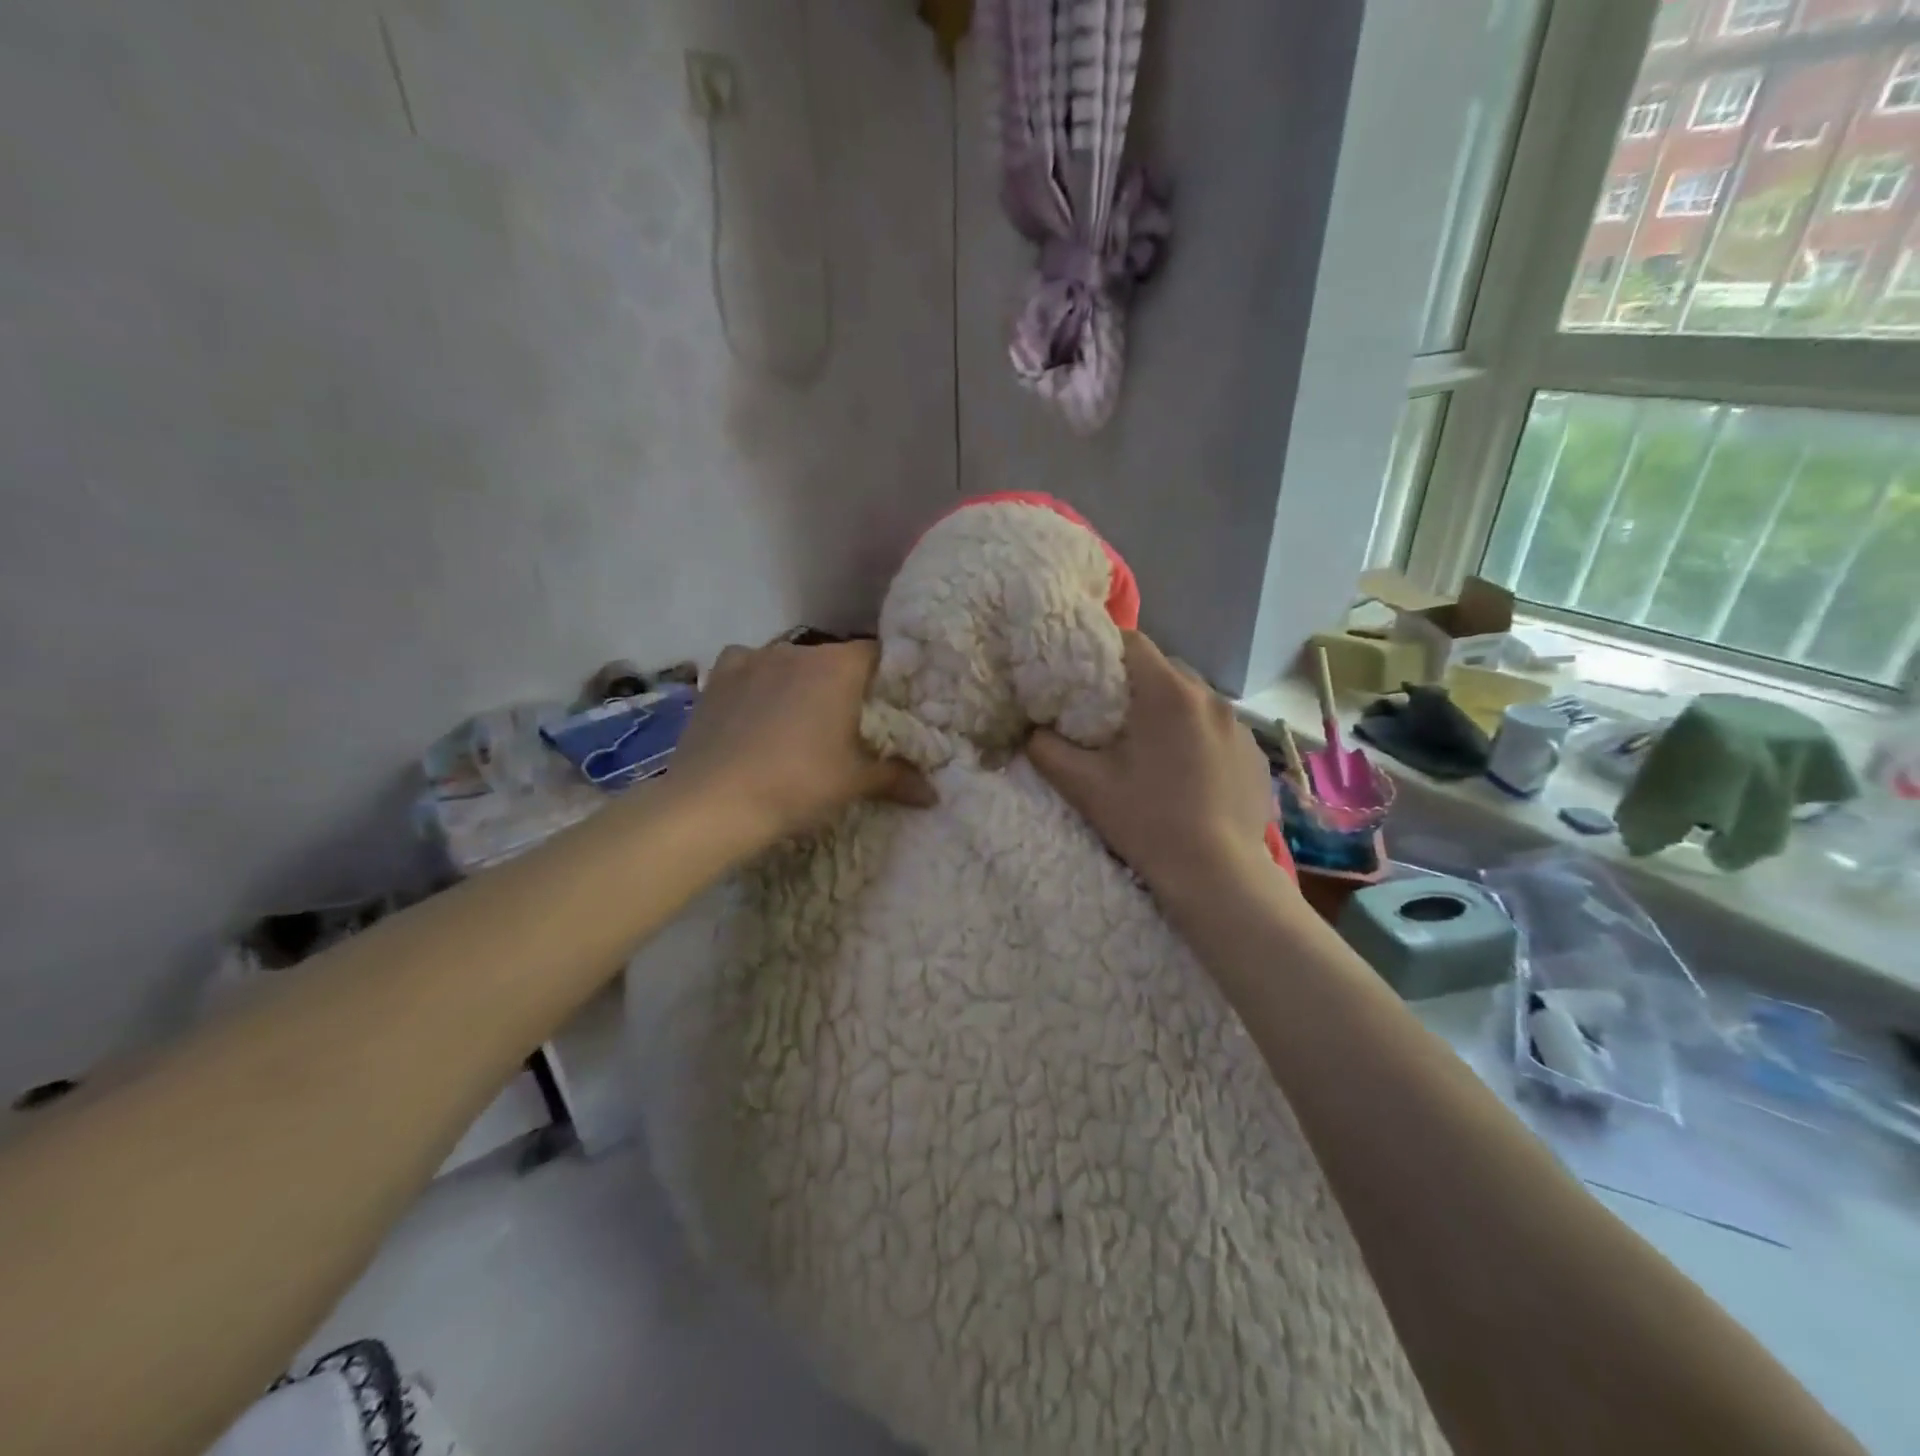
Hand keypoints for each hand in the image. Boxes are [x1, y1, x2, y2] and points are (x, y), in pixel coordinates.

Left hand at [671, 639, 934, 847]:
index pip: (879, 655)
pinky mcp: (719, 675)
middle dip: (845, 684)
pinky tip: (755, 709)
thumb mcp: (855, 783)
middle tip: (848, 721)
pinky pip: (749, 667)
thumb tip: (935, 795)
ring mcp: (754, 658)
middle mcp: (798, 649)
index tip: (891, 705)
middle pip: (834, 658)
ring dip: (800, 683)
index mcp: (839, 667)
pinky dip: (758, 682)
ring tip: (799, 720)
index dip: (888, 678)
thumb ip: (898, 779)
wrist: (713, 803)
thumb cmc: (798, 785)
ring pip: (791, 662)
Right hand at [1028, 632, 1280, 902]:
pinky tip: (1189, 776)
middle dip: (1137, 685)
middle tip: (1112, 717)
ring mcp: (1241, 728)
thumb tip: (1031, 732)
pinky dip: (1200, 739)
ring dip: (1171, 713)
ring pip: (1195, 701)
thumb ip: (1047, 750)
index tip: (1085, 674)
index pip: (1133, 642)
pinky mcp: (1257, 757)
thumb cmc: (1147, 822)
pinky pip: (1220, 731)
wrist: (1217, 875)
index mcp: (1168, 694)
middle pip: (1166, 670)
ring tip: (1153, 749)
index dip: (1104, 650)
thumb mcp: (1084, 786)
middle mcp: (1211, 698)